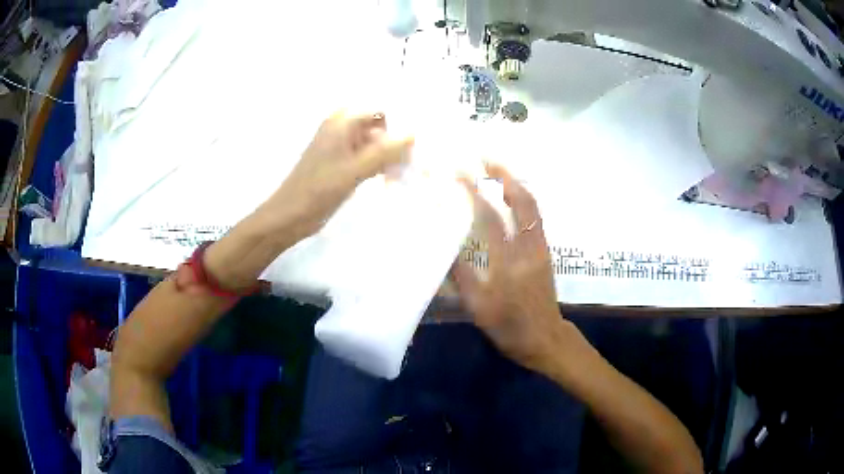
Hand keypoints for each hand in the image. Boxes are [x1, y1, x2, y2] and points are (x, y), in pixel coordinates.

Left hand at [259, 110, 413, 239]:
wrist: (290, 216)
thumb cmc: (318, 189)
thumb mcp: (355, 169)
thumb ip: (386, 151)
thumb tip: (414, 133)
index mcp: (341, 122)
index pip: (381, 109)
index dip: (401, 119)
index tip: (422, 136)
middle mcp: (342, 128)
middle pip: (379, 125)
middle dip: (398, 138)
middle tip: (419, 156)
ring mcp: (342, 147)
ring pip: (375, 143)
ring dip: (391, 154)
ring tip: (410, 170)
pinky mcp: (342, 164)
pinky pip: (368, 157)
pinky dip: (380, 165)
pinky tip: (393, 178)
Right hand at [452, 164, 567, 373]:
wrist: (545, 338)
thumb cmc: (509, 327)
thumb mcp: (478, 307)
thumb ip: (461, 275)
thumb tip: (444, 244)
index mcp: (509, 262)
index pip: (490, 218)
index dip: (473, 194)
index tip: (458, 174)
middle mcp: (529, 247)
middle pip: (522, 202)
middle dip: (504, 176)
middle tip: (486, 160)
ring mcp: (541, 247)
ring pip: (532, 207)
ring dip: (515, 184)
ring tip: (497, 171)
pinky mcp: (545, 251)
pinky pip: (535, 217)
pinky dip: (522, 200)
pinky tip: (510, 196)